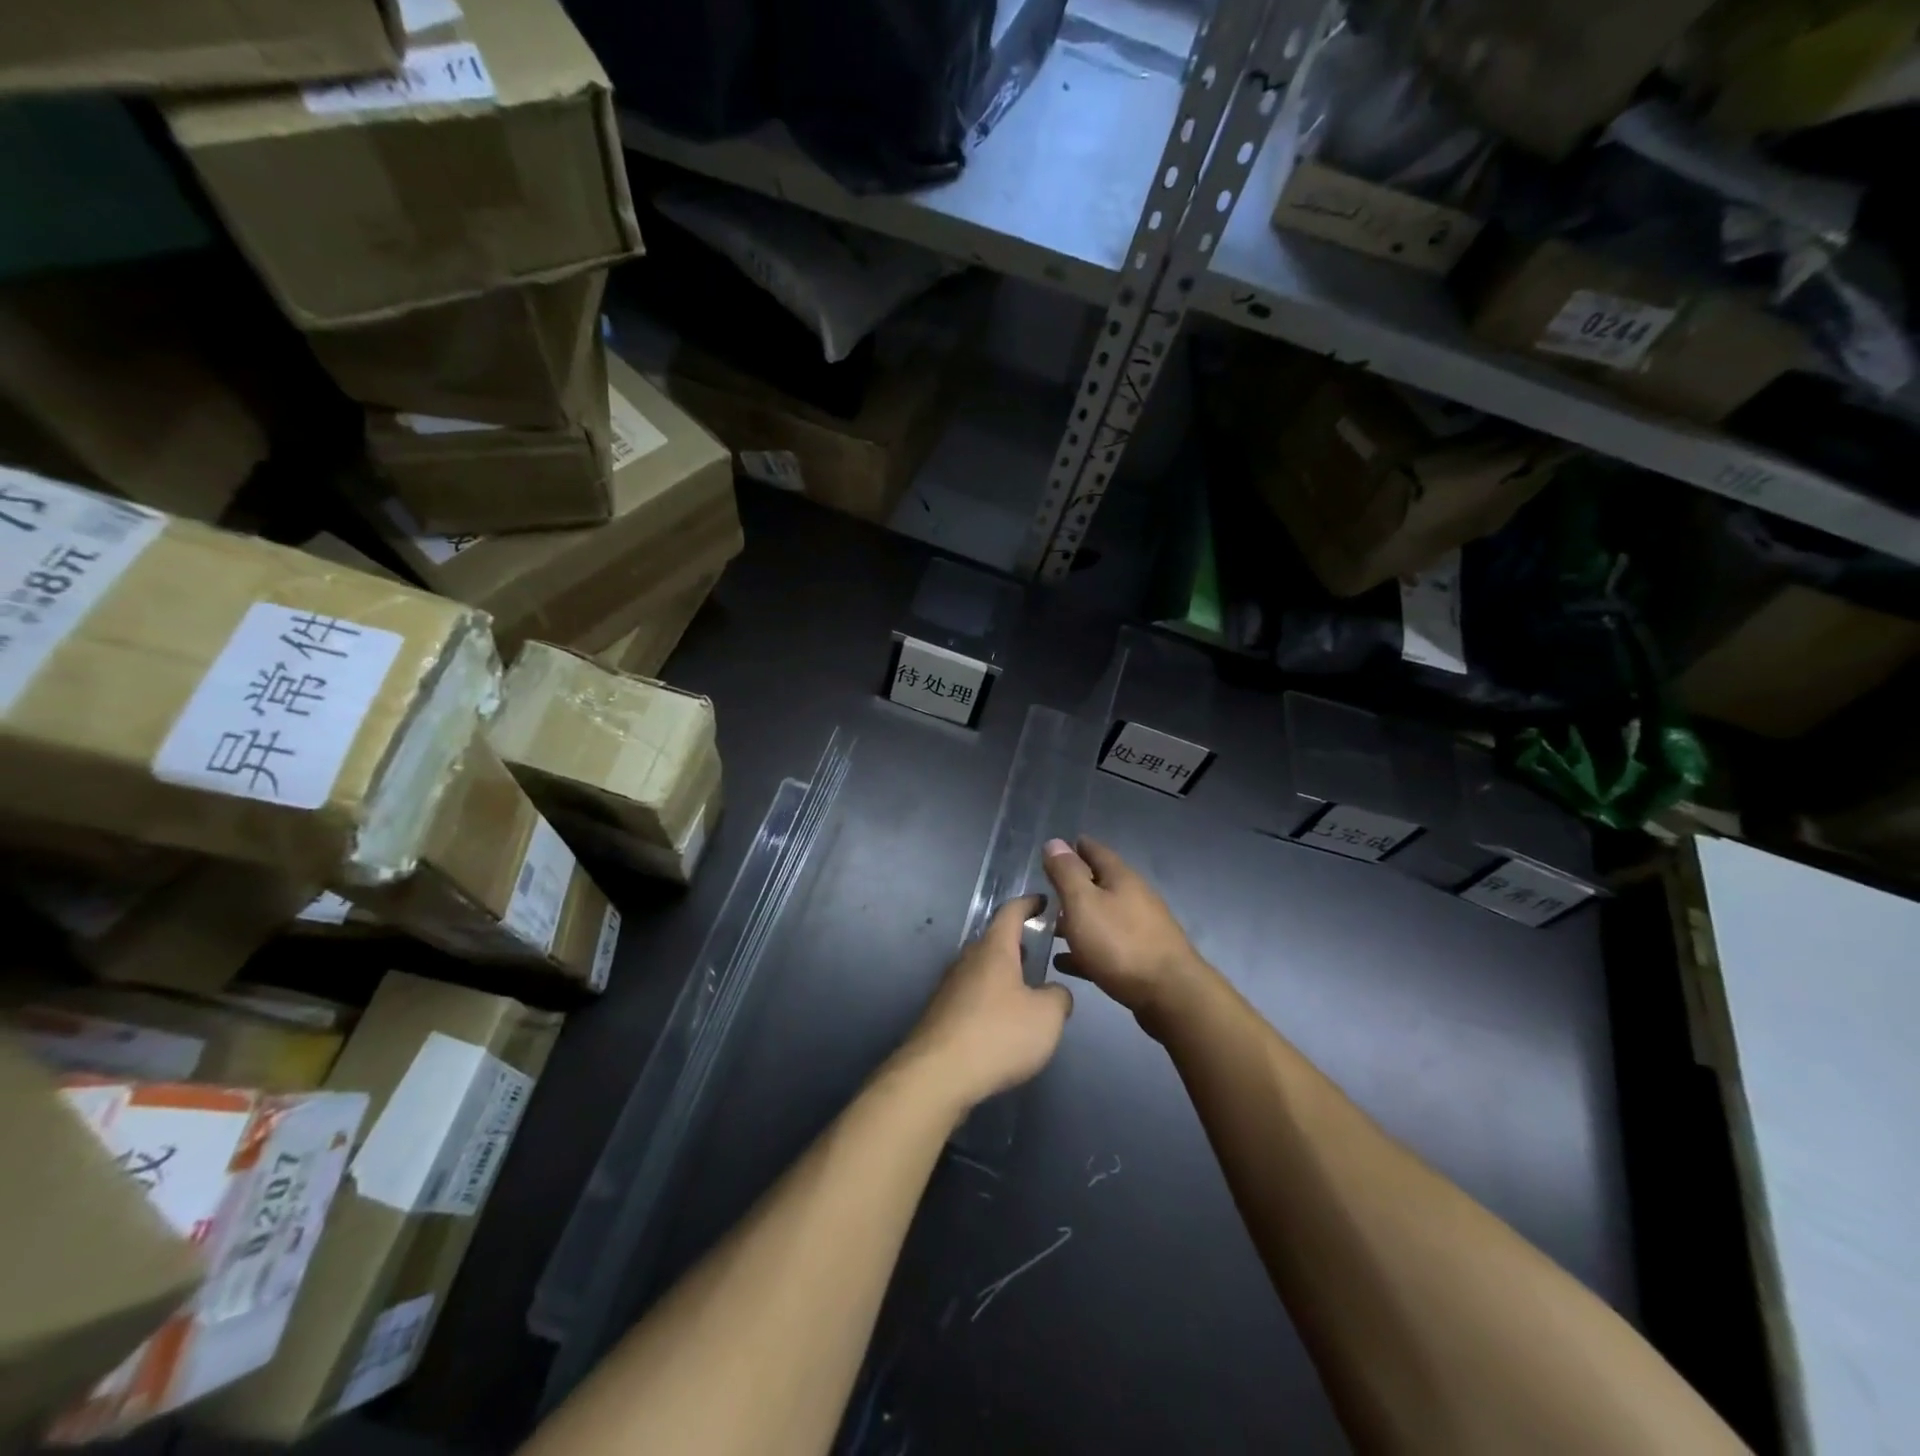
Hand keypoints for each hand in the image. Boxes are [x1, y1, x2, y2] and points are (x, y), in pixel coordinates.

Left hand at [902, 894, 1072, 1112]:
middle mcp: (967, 960)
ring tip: (1023, 989)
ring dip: (1001, 974)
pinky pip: (970, 995)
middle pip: (993, 942)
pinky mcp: (940, 1014)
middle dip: (1015, 944)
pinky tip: (1000, 1022)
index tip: (1043, 902)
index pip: (1011, 913)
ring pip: (980, 970)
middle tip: (1037, 951)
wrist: (938, 1074)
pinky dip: (988, 999)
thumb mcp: (1047, 1017)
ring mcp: (949, 987)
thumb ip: (1058, 997)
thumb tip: (1054, 992)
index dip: (1029, 904)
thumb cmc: (998, 1034)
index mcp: (994, 950)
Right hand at [1043, 837, 1210, 1035]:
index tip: (1056, 848)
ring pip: (1103, 917)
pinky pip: (1106, 947)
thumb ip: (1067, 873)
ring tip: (1050, 928)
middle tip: (1047, 890)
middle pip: (1100, 884)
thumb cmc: (1120, 943)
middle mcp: (1134, 898)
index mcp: (1121, 878)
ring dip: (1078, 920)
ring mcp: (1141, 929)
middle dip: (1075, 886)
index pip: (1096, 851)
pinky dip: (1085, 949)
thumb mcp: (1083, 903)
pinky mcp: (1141, 959)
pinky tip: (1065, 961)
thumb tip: (1055, 842)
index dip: (1075, 848)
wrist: (1170, 995)